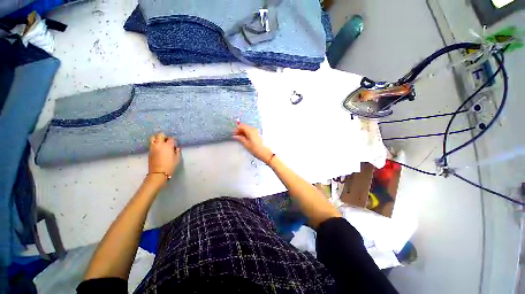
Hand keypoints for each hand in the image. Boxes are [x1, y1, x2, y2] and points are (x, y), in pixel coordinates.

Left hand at [148, 133, 179, 177]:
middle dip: (164, 136)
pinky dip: (155, 144)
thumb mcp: (177, 158)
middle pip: (160, 135)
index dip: (173, 140)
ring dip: (157, 139)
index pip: (171, 138)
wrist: (158, 173)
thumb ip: (177, 151)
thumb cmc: (170, 165)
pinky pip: (152, 144)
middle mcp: (159, 144)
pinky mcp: (149, 151)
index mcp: (168, 145)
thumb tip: (176, 148)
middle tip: (167, 140)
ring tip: (161, 143)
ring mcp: (153, 147)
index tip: (175, 143)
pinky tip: (159, 148)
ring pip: (153, 138)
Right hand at [233, 124, 272, 163]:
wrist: (266, 154)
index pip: (242, 126)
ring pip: (248, 129)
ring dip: (243, 132)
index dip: (236, 129)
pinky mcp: (259, 135)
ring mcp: (257, 132)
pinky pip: (251, 132)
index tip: (233, 133)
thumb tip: (235, 136)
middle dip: (239, 130)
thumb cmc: (256, 150)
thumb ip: (240, 139)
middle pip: (245, 127)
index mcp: (251, 131)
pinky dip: (247, 134)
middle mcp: (254, 130)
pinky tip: (245, 139)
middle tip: (235, 135)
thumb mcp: (246, 145)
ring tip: (239, 138)